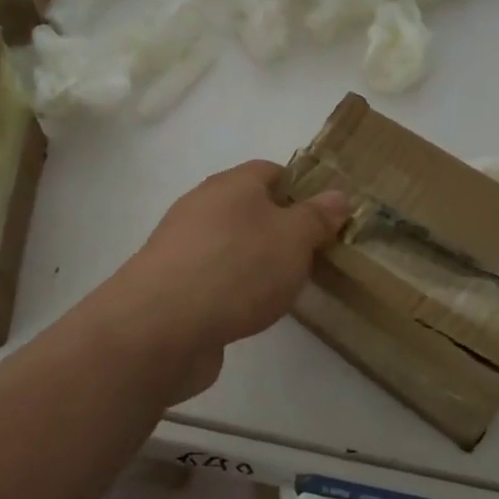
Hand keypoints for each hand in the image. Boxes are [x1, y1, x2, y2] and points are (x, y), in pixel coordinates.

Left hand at [101, 161, 348, 399]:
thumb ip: (317, 217)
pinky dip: (233, 289)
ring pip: (231, 244)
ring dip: (256, 261)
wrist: (161, 327)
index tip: (325, 218)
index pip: (272, 171)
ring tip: (285, 288)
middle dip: (281, 229)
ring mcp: (182, 246)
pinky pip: (213, 277)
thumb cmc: (238, 268)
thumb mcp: (294, 239)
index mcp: (232, 184)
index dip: (301, 189)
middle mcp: (202, 206)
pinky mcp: (171, 285)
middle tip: (312, 256)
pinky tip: (249, 312)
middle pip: (250, 208)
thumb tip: (337, 195)